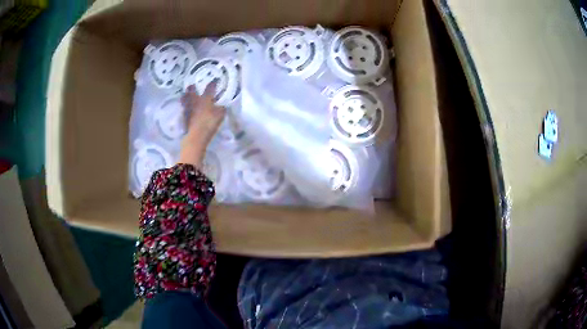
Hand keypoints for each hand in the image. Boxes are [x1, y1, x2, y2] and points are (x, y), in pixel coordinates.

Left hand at [179, 83, 225, 167]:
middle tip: (191, 85)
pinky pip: (184, 109)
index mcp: (205, 99)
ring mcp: (188, 109)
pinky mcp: (184, 118)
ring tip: (185, 95)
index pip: (210, 88)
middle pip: (191, 92)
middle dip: (192, 88)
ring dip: (185, 96)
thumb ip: (222, 109)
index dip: (213, 83)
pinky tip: (186, 108)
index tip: (215, 80)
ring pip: (185, 100)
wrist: (196, 136)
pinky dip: (185, 107)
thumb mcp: (220, 115)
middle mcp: (195, 101)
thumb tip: (222, 105)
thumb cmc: (209, 123)